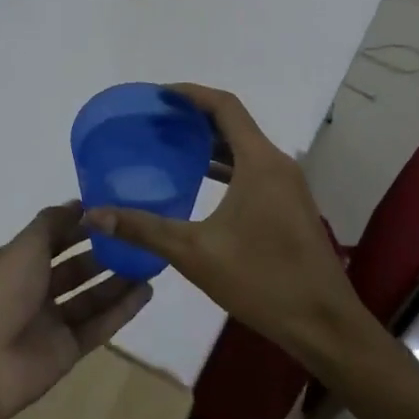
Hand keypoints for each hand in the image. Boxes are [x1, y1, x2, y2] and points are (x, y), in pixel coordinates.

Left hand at [0, 203, 152, 418]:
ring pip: (91, 296)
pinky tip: (147, 292)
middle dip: (104, 252)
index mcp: (19, 262)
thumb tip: (77, 204)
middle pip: (76, 267)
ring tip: (151, 261)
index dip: (79, 225)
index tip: (112, 211)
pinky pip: (100, 325)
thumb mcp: (24, 247)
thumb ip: (52, 223)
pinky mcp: (69, 349)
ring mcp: (53, 321)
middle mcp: (36, 289)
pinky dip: (122, 310)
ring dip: (118, 279)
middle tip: (138, 237)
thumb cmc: (1, 294)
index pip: (54, 238)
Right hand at [83, 84, 368, 372]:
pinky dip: (225, 164)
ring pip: (244, 147)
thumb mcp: (195, 254)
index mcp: (259, 162)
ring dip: (210, 141)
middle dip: (194, 116)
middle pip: (234, 122)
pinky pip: (253, 168)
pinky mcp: (290, 205)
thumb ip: (144, 229)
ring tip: (170, 144)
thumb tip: (94, 215)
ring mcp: (287, 185)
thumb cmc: (262, 281)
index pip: (224, 106)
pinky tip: (200, 181)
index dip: (190, 93)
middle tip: (155, 120)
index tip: (158, 95)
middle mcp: (277, 163)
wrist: (325, 325)